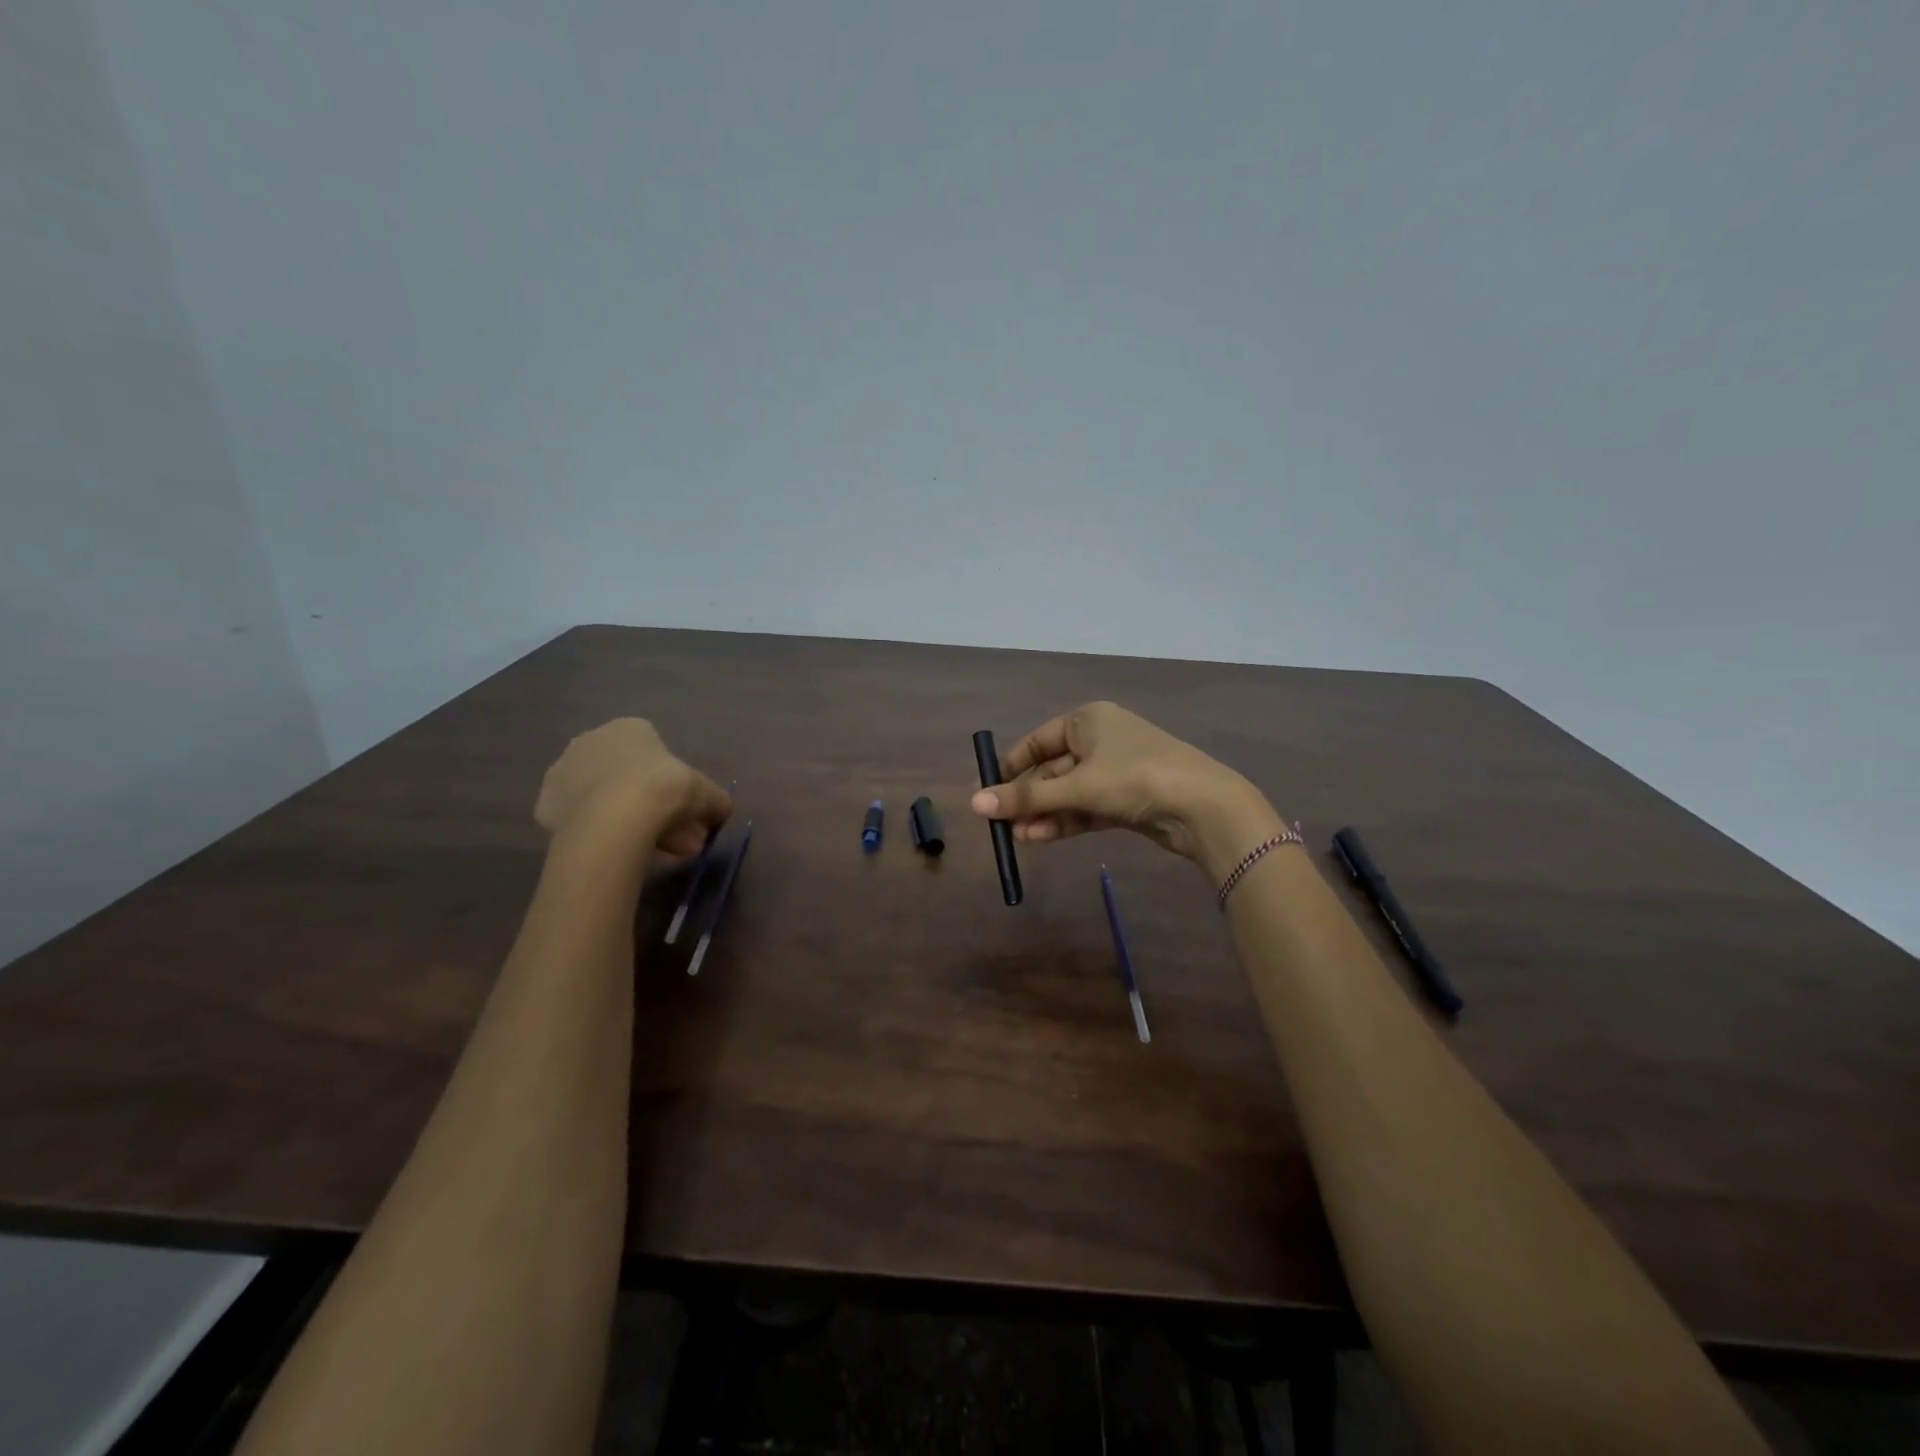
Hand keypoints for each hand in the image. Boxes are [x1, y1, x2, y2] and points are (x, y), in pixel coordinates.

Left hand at [535, 718, 730, 859]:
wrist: (615, 819)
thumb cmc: (665, 789)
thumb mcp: (706, 793)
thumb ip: (716, 800)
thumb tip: (722, 810)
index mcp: (629, 728)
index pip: (656, 754)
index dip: (674, 784)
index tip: (686, 810)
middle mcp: (591, 741)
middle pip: (628, 779)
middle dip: (654, 808)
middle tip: (677, 838)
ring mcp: (563, 773)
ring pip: (605, 801)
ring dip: (631, 823)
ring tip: (656, 854)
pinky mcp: (545, 807)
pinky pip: (583, 820)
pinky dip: (601, 834)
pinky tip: (620, 852)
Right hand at [969, 702, 1284, 881]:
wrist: (1203, 807)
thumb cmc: (1135, 778)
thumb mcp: (1077, 786)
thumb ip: (1026, 796)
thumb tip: (975, 804)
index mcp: (1089, 720)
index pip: (1038, 740)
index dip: (1011, 766)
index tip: (988, 791)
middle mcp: (1100, 740)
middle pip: (1052, 770)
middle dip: (1028, 798)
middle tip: (1000, 824)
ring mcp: (1115, 771)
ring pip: (1068, 793)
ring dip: (1043, 814)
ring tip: (1017, 838)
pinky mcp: (1126, 800)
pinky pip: (1085, 808)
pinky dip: (1064, 821)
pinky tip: (1039, 838)